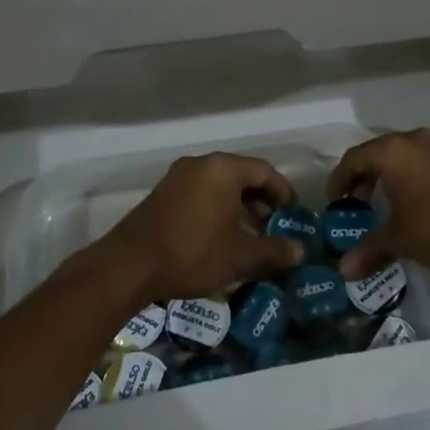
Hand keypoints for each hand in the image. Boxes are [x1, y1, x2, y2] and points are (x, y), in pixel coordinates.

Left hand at [102, 153, 306, 302]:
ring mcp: (178, 176)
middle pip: (241, 175)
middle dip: (261, 200)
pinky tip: (221, 236)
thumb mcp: (240, 256)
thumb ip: (274, 251)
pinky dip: (217, 208)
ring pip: (220, 185)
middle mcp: (201, 164)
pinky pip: (201, 192)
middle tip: (274, 225)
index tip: (292, 214)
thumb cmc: (192, 252)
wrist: (130, 266)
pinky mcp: (163, 193)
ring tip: (250, 235)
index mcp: (223, 169)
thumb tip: (300, 252)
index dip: (283, 192)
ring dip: (239, 206)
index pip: (264, 171)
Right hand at [332, 129, 429, 279]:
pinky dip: (429, 174)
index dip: (341, 178)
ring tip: (400, 200)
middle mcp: (418, 139)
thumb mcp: (400, 241)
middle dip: (370, 175)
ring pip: (414, 153)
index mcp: (394, 152)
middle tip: (364, 200)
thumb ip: (370, 251)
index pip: (355, 157)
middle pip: (384, 151)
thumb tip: (344, 271)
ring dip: (401, 173)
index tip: (337, 199)